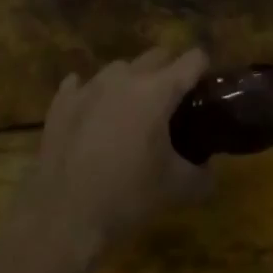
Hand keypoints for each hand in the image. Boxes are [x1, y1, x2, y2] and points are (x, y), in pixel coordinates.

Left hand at [11, 47, 212, 272]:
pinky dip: (91, 95)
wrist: (63, 216)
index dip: (203, 68)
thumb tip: (210, 173)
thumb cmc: (126, 197)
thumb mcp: (175, 190)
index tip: (206, 86)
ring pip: (119, 69)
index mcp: (157, 91)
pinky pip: (80, 84)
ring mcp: (90, 85)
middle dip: (169, 71)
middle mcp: (124, 77)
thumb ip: (201, 176)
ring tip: (131, 114)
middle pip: (156, 56)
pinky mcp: (62, 101)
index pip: (192, 60)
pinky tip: (91, 116)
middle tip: (172, 104)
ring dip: (130, 83)